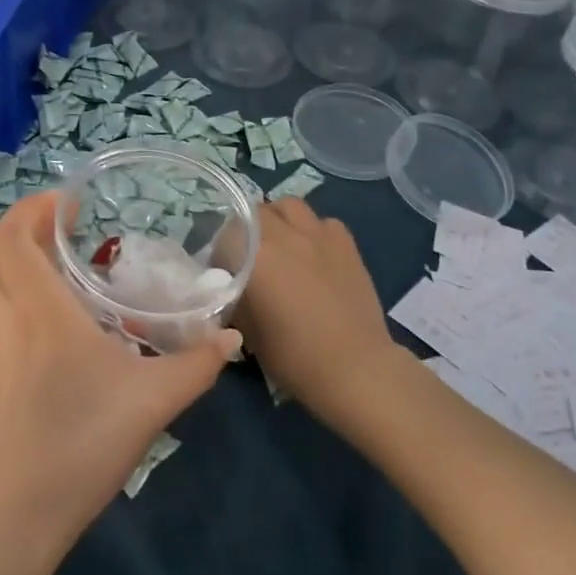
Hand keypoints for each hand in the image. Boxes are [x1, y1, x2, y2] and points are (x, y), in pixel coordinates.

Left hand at [0, 193, 240, 565]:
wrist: (10, 518)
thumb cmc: (77, 444)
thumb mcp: (150, 402)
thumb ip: (196, 366)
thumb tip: (231, 337)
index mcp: (38, 308)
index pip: (13, 234)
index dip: (35, 207)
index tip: (71, 204)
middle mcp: (4, 317)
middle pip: (4, 252)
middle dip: (37, 231)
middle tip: (81, 233)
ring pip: (0, 285)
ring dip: (31, 267)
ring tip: (79, 278)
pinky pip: (2, 317)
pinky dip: (26, 302)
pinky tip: (64, 333)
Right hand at [233, 199, 406, 420]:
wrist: (355, 368)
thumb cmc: (294, 356)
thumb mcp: (248, 331)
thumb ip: (235, 297)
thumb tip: (232, 286)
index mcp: (255, 255)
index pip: (225, 234)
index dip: (220, 252)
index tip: (223, 273)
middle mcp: (284, 234)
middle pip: (254, 212)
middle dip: (247, 229)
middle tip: (249, 257)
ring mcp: (319, 234)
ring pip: (288, 205)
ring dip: (278, 219)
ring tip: (280, 245)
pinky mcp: (346, 243)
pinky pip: (321, 221)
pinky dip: (312, 230)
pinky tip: (314, 253)